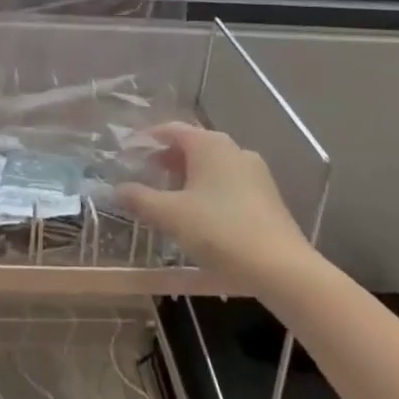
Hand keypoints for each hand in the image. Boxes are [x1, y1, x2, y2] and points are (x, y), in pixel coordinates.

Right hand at [117, 123, 313, 285]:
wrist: (282, 268)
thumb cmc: (220, 231)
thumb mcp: (170, 215)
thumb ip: (139, 199)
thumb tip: (115, 189)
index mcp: (209, 144)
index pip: (171, 129)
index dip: (147, 139)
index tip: (129, 152)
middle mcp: (233, 149)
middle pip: (193, 146)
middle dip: (167, 159)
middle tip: (146, 176)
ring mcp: (255, 172)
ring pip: (212, 166)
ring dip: (188, 176)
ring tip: (170, 199)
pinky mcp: (267, 196)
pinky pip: (229, 183)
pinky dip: (209, 190)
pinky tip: (201, 216)